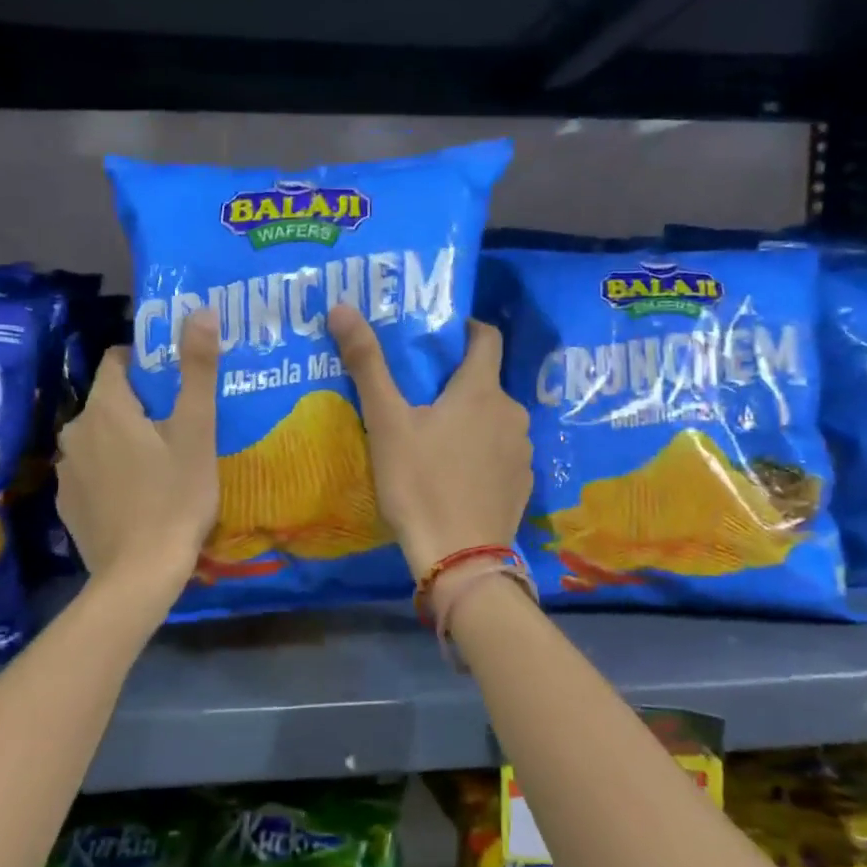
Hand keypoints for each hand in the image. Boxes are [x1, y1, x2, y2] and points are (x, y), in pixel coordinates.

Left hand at [56, 312, 218, 602]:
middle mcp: (75, 432)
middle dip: (142, 404)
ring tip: (165, 460)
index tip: (178, 380)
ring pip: (101, 437)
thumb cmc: (175, 497)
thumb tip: (199, 309)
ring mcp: (67, 471)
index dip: (148, 363)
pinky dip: (113, 472)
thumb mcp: (196, 431)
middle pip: (111, 400)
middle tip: (182, 423)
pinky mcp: (68, 504)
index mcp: (106, 408)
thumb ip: (197, 369)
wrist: (139, 575)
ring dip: (127, 439)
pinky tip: (140, 495)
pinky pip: (93, 471)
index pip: (117, 361)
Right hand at [328, 305, 531, 576]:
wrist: (461, 559)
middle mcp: (511, 413)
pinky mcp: (523, 483)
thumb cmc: (420, 483)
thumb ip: (367, 364)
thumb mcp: (386, 422)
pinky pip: (501, 453)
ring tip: (435, 436)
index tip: (443, 334)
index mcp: (481, 390)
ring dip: (471, 419)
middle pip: (486, 382)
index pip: (487, 337)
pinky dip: (482, 452)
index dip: (467, 328)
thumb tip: (343, 307)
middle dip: (457, 382)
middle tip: (420, 394)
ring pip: (494, 419)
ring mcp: (522, 451)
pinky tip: (457, 473)